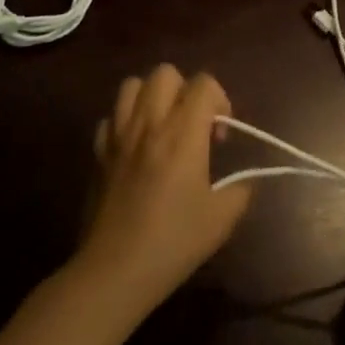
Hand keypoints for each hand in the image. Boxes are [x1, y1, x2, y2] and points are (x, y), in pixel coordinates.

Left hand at [72, 65, 251, 324]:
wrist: (115, 270)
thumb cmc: (174, 242)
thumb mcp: (222, 219)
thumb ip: (241, 189)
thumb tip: (246, 180)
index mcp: (182, 134)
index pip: (203, 83)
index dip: (220, 100)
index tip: (219, 136)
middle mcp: (149, 123)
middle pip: (165, 73)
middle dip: (185, 90)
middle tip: (192, 126)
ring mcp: (118, 135)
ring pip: (132, 85)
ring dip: (152, 97)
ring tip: (162, 127)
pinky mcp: (98, 153)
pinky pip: (110, 118)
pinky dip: (125, 123)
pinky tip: (135, 149)